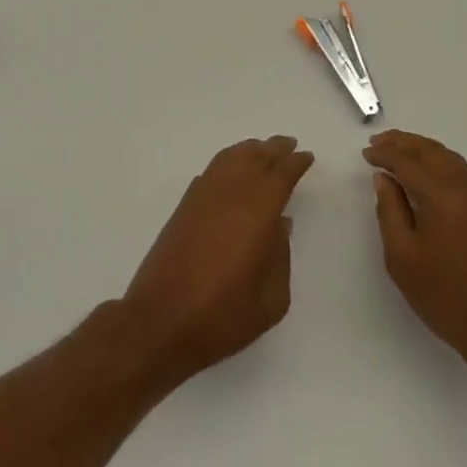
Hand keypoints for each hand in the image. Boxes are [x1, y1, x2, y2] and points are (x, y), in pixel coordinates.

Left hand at [122, 136, 312, 385]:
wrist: (160, 322)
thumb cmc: (222, 316)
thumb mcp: (271, 299)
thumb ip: (281, 257)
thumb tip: (280, 225)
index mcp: (257, 212)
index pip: (280, 175)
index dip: (295, 163)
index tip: (306, 157)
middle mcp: (229, 195)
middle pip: (254, 158)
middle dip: (273, 149)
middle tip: (288, 144)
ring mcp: (202, 198)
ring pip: (229, 159)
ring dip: (248, 151)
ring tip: (262, 150)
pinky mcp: (183, 208)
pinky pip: (210, 172)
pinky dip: (226, 162)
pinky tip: (231, 171)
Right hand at [363, 130, 466, 371]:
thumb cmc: (446, 296)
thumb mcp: (403, 256)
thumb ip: (390, 210)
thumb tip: (384, 178)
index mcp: (444, 194)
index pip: (408, 161)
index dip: (384, 154)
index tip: (365, 153)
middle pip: (432, 151)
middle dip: (403, 143)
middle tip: (377, 142)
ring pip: (449, 158)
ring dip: (422, 150)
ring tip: (398, 151)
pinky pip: (462, 171)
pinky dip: (439, 162)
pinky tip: (426, 172)